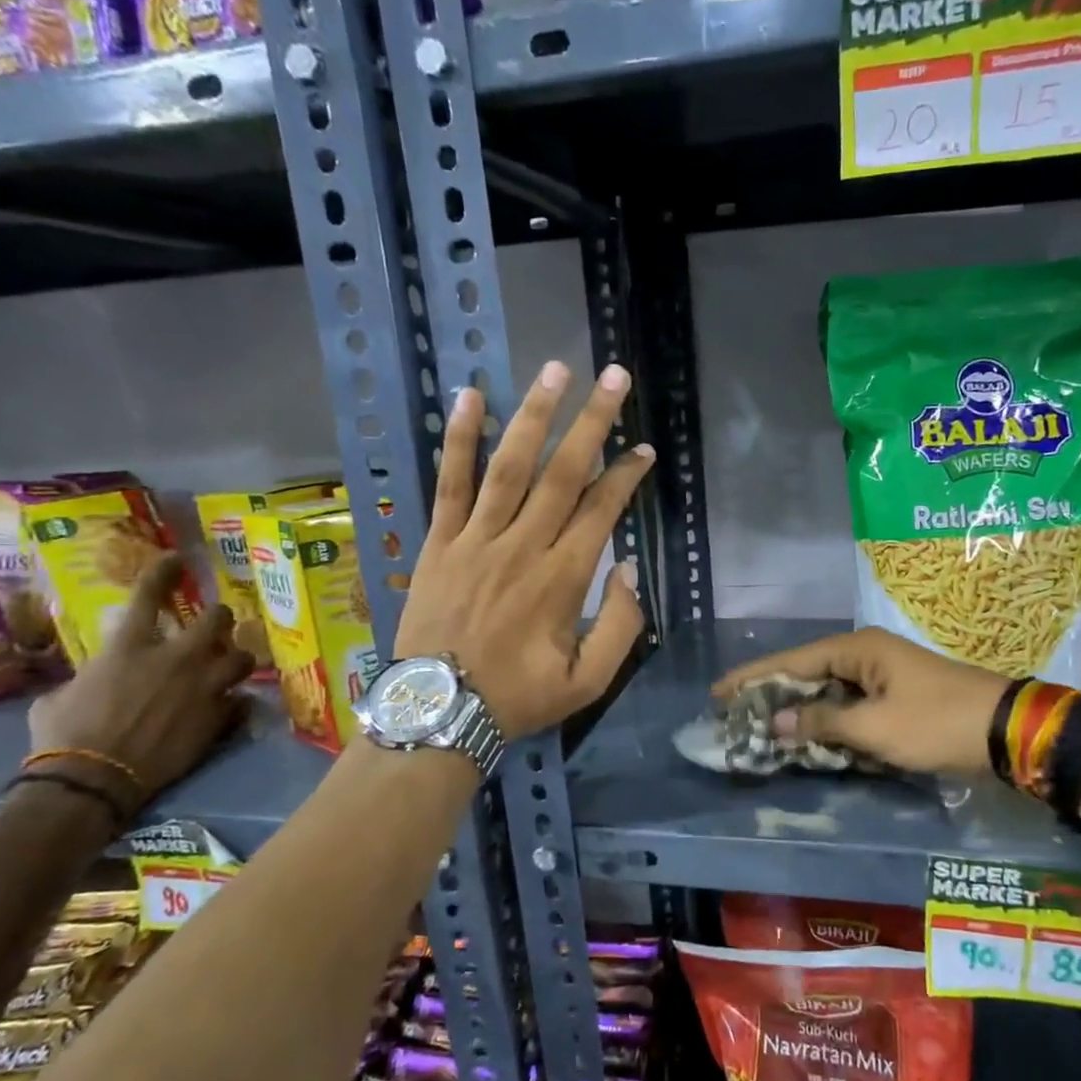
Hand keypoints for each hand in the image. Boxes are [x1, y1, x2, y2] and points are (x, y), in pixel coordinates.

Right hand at [27, 554, 254, 805]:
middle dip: (220, 619)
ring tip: (231, 665)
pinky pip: (241, 699)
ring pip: (242, 657)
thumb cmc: (64, 736)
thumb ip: (91, 676)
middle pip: (217, 620)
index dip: (164, 574)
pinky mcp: (220, 715)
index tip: (177, 559)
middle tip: (218, 625)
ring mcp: (204, 686)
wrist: (94, 778)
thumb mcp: (61, 696)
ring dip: (237, 659)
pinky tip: (230, 706)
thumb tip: (96, 677)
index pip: (149, 598)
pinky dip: (236, 701)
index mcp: (128, 648)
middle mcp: (175, 659)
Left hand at [395, 360, 654, 740]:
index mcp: (563, 579)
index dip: (625, 475)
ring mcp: (476, 539)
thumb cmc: (518, 696)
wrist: (438, 711)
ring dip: (535, 415)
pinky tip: (469, 398)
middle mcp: (523, 546)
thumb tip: (626, 571)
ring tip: (555, 370)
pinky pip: (450, 482)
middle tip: (614, 377)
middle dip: (592, 421)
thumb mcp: (588, 682)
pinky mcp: (440, 541)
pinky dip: (458, 439)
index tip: (643, 449)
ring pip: (510, 466)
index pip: (601, 510)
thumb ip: (621, 627)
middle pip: (562, 472)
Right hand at [714, 628, 1011, 777]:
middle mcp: (866, 654)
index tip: (718, 692)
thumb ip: (823, 722)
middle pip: (807, 672)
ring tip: (762, 728)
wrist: (1007, 731)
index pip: (792, 660)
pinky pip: (849, 705)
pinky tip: (809, 737)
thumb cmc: (937, 723)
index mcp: (858, 649)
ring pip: (828, 691)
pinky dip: (827, 721)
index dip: (753, 677)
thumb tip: (778, 720)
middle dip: (773, 694)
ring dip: (800, 710)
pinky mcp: (896, 696)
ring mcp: (883, 675)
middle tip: (735, 715)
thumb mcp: (875, 727)